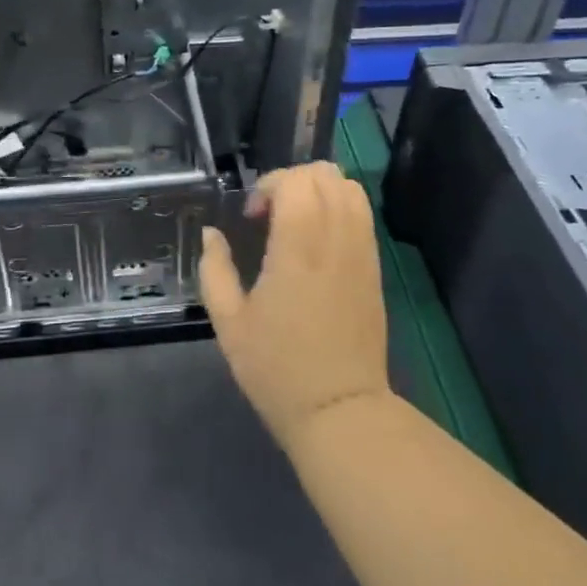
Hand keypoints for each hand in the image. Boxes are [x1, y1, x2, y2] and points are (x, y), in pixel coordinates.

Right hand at [199, 161, 390, 450]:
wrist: (340, 411)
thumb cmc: (278, 369)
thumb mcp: (229, 323)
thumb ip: (215, 270)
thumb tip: (211, 234)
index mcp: (298, 249)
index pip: (294, 182)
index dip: (268, 186)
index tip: (252, 219)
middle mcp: (335, 240)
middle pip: (324, 174)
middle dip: (291, 181)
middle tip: (271, 216)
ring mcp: (361, 252)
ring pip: (350, 187)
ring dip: (319, 190)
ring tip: (297, 221)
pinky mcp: (375, 267)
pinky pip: (363, 213)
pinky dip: (340, 206)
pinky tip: (319, 238)